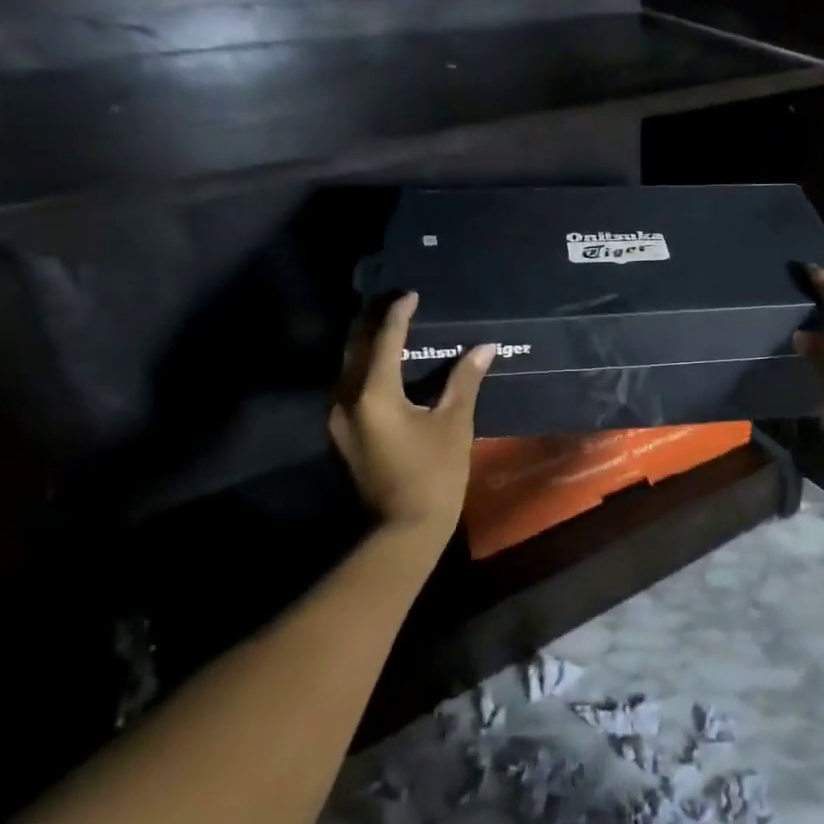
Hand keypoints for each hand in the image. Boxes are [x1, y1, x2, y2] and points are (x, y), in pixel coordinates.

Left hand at [329, 292, 495, 540]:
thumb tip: (485, 347)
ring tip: (389, 328)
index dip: (399, 313)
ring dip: (365, 344)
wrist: (402, 529)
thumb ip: (465, 380)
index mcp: (374, 393)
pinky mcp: (341, 434)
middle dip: (372, 321)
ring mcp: (338, 419)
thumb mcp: (454, 424)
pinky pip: (347, 386)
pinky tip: (383, 367)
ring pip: (346, 367)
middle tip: (395, 304)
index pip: (384, 339)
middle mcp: (346, 399)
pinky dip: (363, 368)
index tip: (412, 294)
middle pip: (353, 347)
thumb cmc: (434, 474)